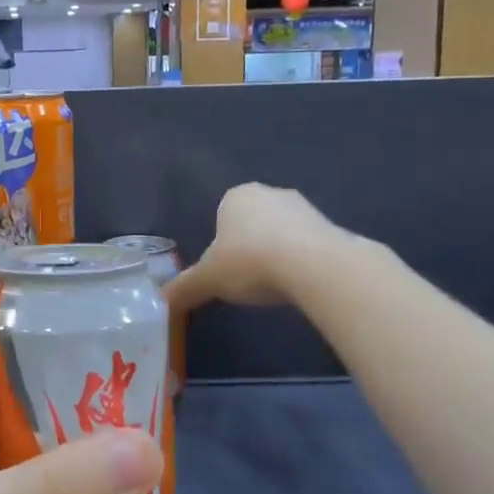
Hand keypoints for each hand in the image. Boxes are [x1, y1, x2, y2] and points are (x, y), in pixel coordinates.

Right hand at [168, 183, 349, 310]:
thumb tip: (161, 301)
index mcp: (236, 196)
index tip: (224, 270)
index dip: (220, 244)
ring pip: (281, 232)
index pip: (221, 215)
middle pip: (252, 222)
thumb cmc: (250, 262)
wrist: (315, 266)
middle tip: (246, 279)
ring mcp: (304, 207)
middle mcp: (269, 192)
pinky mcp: (332, 226)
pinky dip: (302, 262)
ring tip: (274, 285)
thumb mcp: (208, 280)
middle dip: (249, 247)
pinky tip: (299, 284)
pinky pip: (308, 245)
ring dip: (277, 254)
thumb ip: (184, 288)